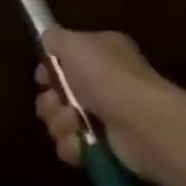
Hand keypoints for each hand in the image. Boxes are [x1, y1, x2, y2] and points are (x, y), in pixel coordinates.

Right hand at [33, 29, 173, 182]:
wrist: (142, 123)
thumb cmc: (107, 77)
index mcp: (101, 53)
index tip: (43, 78)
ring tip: (72, 124)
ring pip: (62, 119)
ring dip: (59, 122)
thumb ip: (55, 38)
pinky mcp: (106, 147)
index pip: (65, 59)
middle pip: (58, 93)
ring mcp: (106, 116)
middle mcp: (105, 82)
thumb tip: (47, 40)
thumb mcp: (74, 44)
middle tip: (55, 102)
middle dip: (49, 100)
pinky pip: (73, 145)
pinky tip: (79, 142)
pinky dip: (72, 145)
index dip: (49, 69)